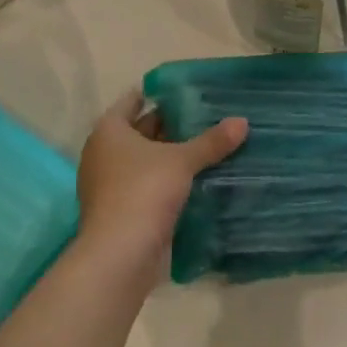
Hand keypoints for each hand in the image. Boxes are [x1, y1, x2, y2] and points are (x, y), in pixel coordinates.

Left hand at [76, 91, 247, 272]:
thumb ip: (211, 141)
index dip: (157, 94)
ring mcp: (108, 184)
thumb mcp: (182, 161)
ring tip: (205, 145)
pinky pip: (146, 185)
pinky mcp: (119, 210)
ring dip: (169, 156)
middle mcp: (103, 153)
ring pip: (144, 160)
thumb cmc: (143, 191)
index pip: (133, 101)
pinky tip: (194, 179)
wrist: (120, 255)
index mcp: (109, 131)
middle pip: (139, 131)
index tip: (184, 91)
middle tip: (204, 116)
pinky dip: (165, 181)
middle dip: (169, 126)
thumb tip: (242, 121)